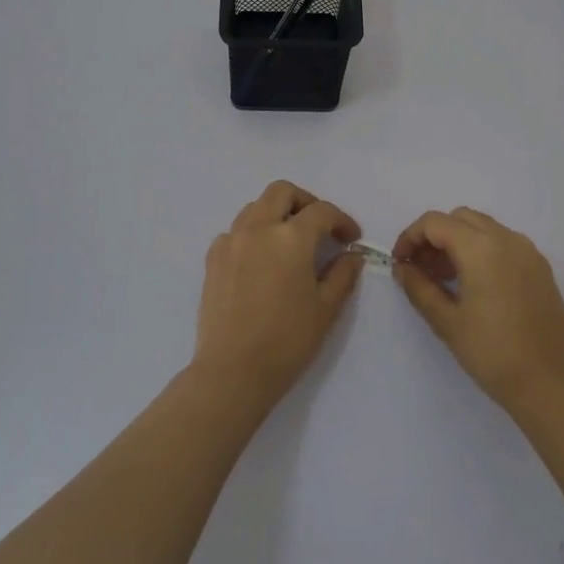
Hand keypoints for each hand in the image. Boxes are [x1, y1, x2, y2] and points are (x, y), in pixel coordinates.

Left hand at [193, 181, 362, 403]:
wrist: (233, 371)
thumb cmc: (287, 341)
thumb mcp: (326, 309)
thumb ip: (342, 274)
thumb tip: (351, 255)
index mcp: (291, 238)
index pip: (322, 211)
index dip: (341, 220)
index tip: (351, 238)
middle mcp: (258, 228)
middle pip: (282, 192)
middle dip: (306, 202)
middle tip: (320, 227)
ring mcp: (231, 241)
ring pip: (255, 207)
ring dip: (277, 213)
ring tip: (290, 241)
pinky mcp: (212, 258)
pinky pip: (236, 231)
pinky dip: (253, 233)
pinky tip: (261, 260)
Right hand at [392, 207, 563, 411]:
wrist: (553, 386)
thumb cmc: (494, 354)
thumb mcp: (447, 322)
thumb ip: (419, 287)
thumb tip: (402, 268)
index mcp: (481, 248)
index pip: (435, 223)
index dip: (410, 237)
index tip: (400, 263)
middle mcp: (507, 239)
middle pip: (460, 218)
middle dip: (434, 237)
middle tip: (420, 269)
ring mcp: (529, 253)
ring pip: (484, 228)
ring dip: (458, 242)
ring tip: (443, 280)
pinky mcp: (541, 269)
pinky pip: (504, 244)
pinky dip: (481, 251)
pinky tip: (473, 286)